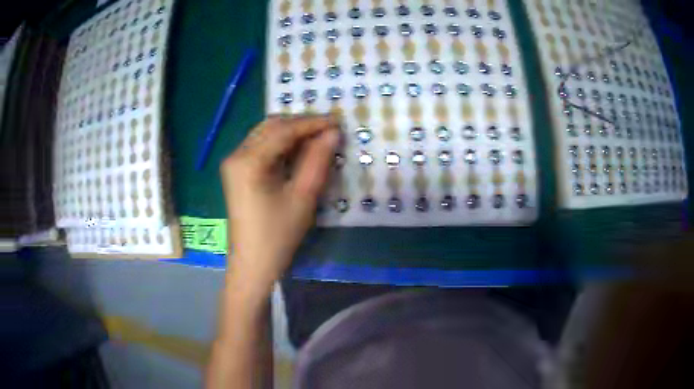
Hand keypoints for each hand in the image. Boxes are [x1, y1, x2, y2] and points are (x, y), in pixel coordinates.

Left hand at [220, 115, 339, 291]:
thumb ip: (318, 160)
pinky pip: (260, 147)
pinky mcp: (236, 172)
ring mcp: (233, 163)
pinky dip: (281, 144)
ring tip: (318, 138)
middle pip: (271, 126)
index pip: (283, 130)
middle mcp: (236, 154)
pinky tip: (298, 150)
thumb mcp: (303, 197)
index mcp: (248, 160)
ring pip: (265, 134)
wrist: (252, 265)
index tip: (337, 121)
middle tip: (329, 130)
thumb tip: (333, 133)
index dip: (312, 123)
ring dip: (291, 133)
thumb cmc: (278, 235)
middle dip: (301, 124)